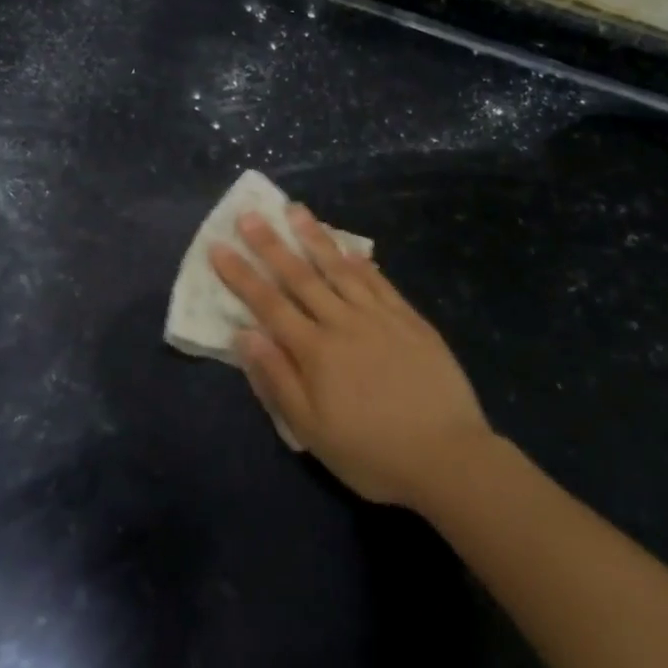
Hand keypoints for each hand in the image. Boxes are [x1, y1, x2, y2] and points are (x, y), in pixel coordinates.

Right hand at [210, 205, 493, 507]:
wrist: (448, 457)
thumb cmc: (371, 452)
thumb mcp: (312, 430)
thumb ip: (276, 378)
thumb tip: (244, 333)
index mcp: (315, 351)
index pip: (268, 304)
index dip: (241, 274)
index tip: (219, 246)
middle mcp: (342, 323)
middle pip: (300, 276)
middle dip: (270, 244)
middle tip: (249, 214)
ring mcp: (379, 316)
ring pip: (339, 268)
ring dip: (314, 237)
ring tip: (295, 210)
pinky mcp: (409, 319)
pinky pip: (378, 281)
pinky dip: (359, 261)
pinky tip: (347, 246)